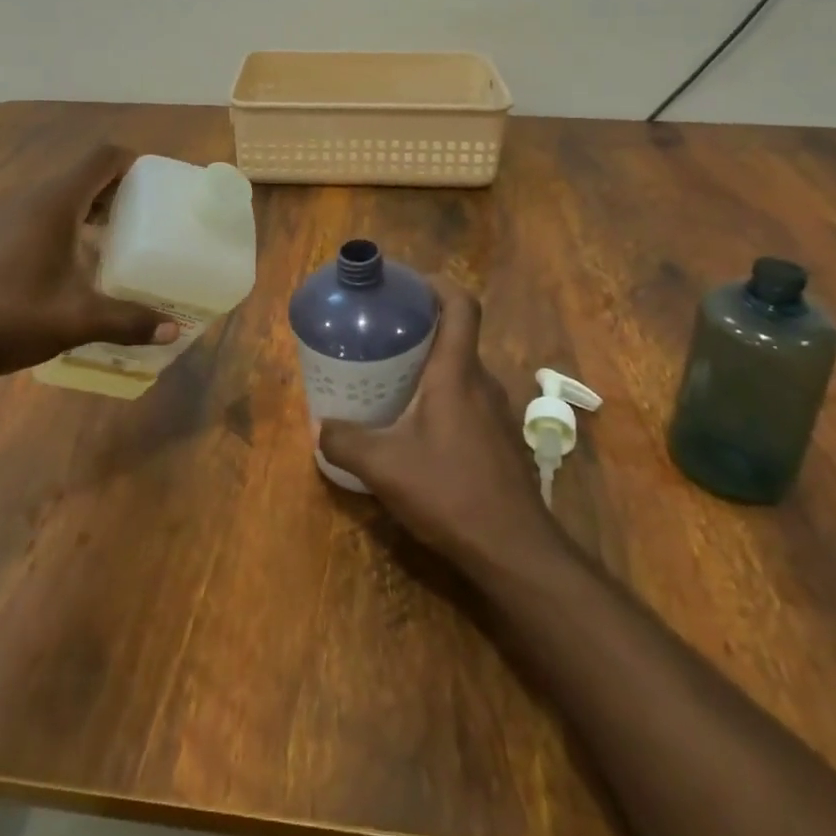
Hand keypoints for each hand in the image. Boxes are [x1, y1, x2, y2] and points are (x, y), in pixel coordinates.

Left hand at [0, 145, 177, 378]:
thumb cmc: (7, 316)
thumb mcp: (75, 321)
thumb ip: (127, 321)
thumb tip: (173, 331)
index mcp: (55, 202)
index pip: (103, 158)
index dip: (134, 164)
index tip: (158, 189)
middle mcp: (32, 196)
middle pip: (85, 174)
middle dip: (120, 190)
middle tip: (148, 219)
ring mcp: (9, 213)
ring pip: (63, 194)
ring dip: (94, 207)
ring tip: (120, 240)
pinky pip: (44, 211)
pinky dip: (70, 222)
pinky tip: (78, 261)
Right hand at [319, 278, 565, 575]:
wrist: (515, 551)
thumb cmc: (450, 492)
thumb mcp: (383, 466)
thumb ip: (345, 441)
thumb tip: (320, 428)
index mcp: (457, 373)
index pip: (461, 305)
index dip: (437, 284)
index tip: (406, 285)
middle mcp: (483, 383)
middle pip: (456, 337)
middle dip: (419, 330)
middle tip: (380, 337)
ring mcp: (498, 414)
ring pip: (461, 372)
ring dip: (430, 368)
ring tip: (390, 381)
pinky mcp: (501, 441)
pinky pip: (468, 402)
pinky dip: (442, 399)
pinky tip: (416, 430)